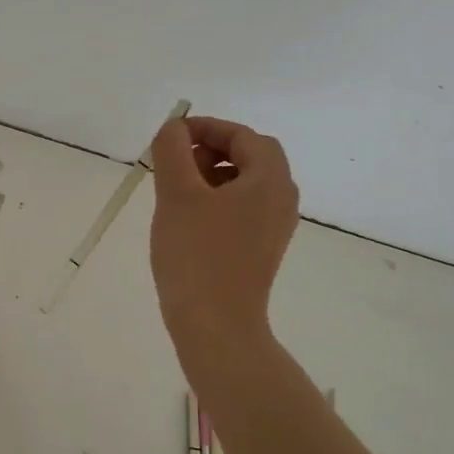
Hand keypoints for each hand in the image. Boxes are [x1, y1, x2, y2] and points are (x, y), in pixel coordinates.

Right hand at [149, 116, 299, 344]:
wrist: (216, 325)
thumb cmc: (197, 254)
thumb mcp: (177, 194)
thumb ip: (173, 150)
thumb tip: (174, 128)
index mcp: (270, 180)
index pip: (243, 135)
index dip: (206, 128)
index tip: (171, 136)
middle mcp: (282, 199)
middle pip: (251, 156)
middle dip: (211, 150)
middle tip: (176, 161)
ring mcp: (275, 227)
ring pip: (246, 183)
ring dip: (213, 175)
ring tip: (177, 189)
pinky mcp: (262, 249)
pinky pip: (244, 209)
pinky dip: (218, 200)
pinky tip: (188, 218)